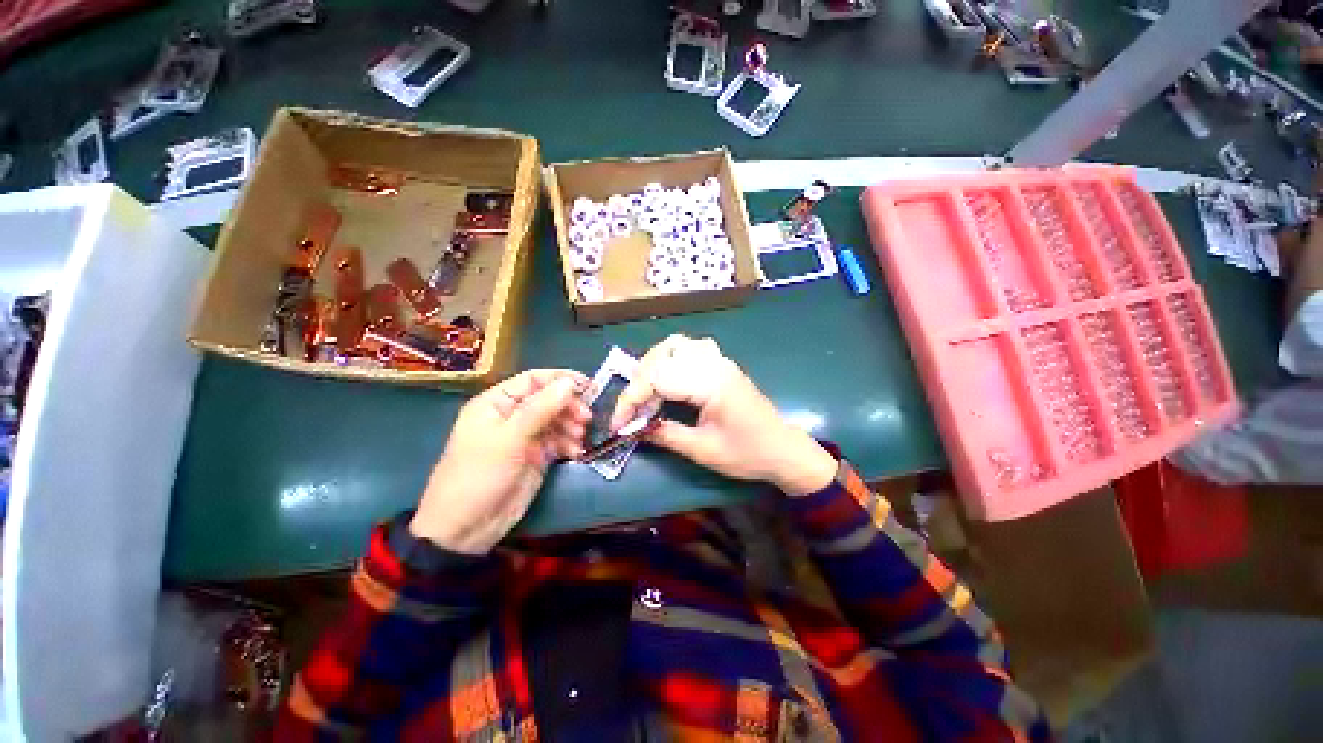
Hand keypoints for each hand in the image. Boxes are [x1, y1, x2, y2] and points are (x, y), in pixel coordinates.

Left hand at [410, 369, 590, 554]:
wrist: (466, 528)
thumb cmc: (479, 475)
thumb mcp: (509, 438)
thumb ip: (540, 409)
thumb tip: (570, 383)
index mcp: (497, 402)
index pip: (534, 380)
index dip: (561, 379)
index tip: (588, 386)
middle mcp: (513, 415)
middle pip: (549, 399)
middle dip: (569, 406)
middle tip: (586, 419)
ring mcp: (525, 436)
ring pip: (557, 420)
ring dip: (572, 426)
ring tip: (580, 438)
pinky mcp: (536, 456)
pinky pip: (558, 441)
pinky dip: (569, 443)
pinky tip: (575, 452)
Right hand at [611, 335, 836, 495]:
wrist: (783, 449)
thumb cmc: (746, 453)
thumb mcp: (702, 450)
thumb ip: (665, 434)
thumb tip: (633, 429)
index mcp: (710, 383)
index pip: (658, 378)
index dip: (632, 399)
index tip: (618, 424)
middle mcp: (713, 363)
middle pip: (663, 355)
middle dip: (639, 382)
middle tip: (633, 410)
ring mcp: (719, 360)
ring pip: (675, 345)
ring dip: (653, 365)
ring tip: (645, 392)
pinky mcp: (721, 364)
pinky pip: (688, 349)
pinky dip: (669, 360)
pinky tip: (666, 380)